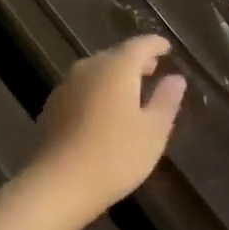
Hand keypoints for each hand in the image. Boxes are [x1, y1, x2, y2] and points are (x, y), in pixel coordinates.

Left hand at [24, 37, 184, 229]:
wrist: (57, 184)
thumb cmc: (114, 156)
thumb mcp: (153, 132)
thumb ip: (166, 100)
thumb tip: (176, 78)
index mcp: (117, 67)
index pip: (140, 45)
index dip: (156, 45)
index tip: (167, 48)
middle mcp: (90, 66)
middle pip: (116, 55)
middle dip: (135, 61)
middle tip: (152, 70)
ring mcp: (67, 84)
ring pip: (97, 71)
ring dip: (114, 77)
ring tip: (130, 93)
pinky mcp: (52, 105)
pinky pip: (82, 88)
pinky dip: (97, 92)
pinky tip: (102, 113)